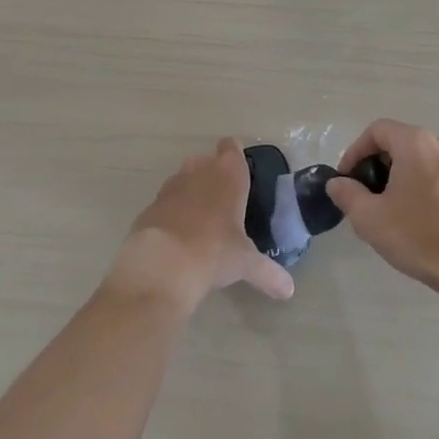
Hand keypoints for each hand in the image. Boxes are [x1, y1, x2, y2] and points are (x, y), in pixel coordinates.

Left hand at [108, 138, 295, 310]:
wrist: (162, 265)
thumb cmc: (214, 251)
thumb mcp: (245, 263)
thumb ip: (268, 273)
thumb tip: (289, 291)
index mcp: (228, 174)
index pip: (231, 147)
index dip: (235, 156)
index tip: (240, 173)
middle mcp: (198, 171)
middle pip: (205, 161)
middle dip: (212, 176)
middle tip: (224, 202)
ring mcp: (170, 187)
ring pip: (183, 180)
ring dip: (190, 193)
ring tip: (201, 221)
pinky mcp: (149, 207)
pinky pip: (165, 203)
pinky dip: (171, 214)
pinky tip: (177, 238)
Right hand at [326, 120, 438, 300]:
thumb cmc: (418, 235)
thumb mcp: (369, 217)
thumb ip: (347, 194)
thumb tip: (337, 183)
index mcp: (414, 142)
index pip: (376, 131)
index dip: (354, 152)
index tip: (345, 180)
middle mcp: (437, 143)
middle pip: (395, 143)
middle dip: (372, 166)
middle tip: (360, 196)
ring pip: (413, 159)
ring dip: (392, 177)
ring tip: (380, 209)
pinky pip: (429, 173)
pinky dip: (412, 185)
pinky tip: (406, 216)